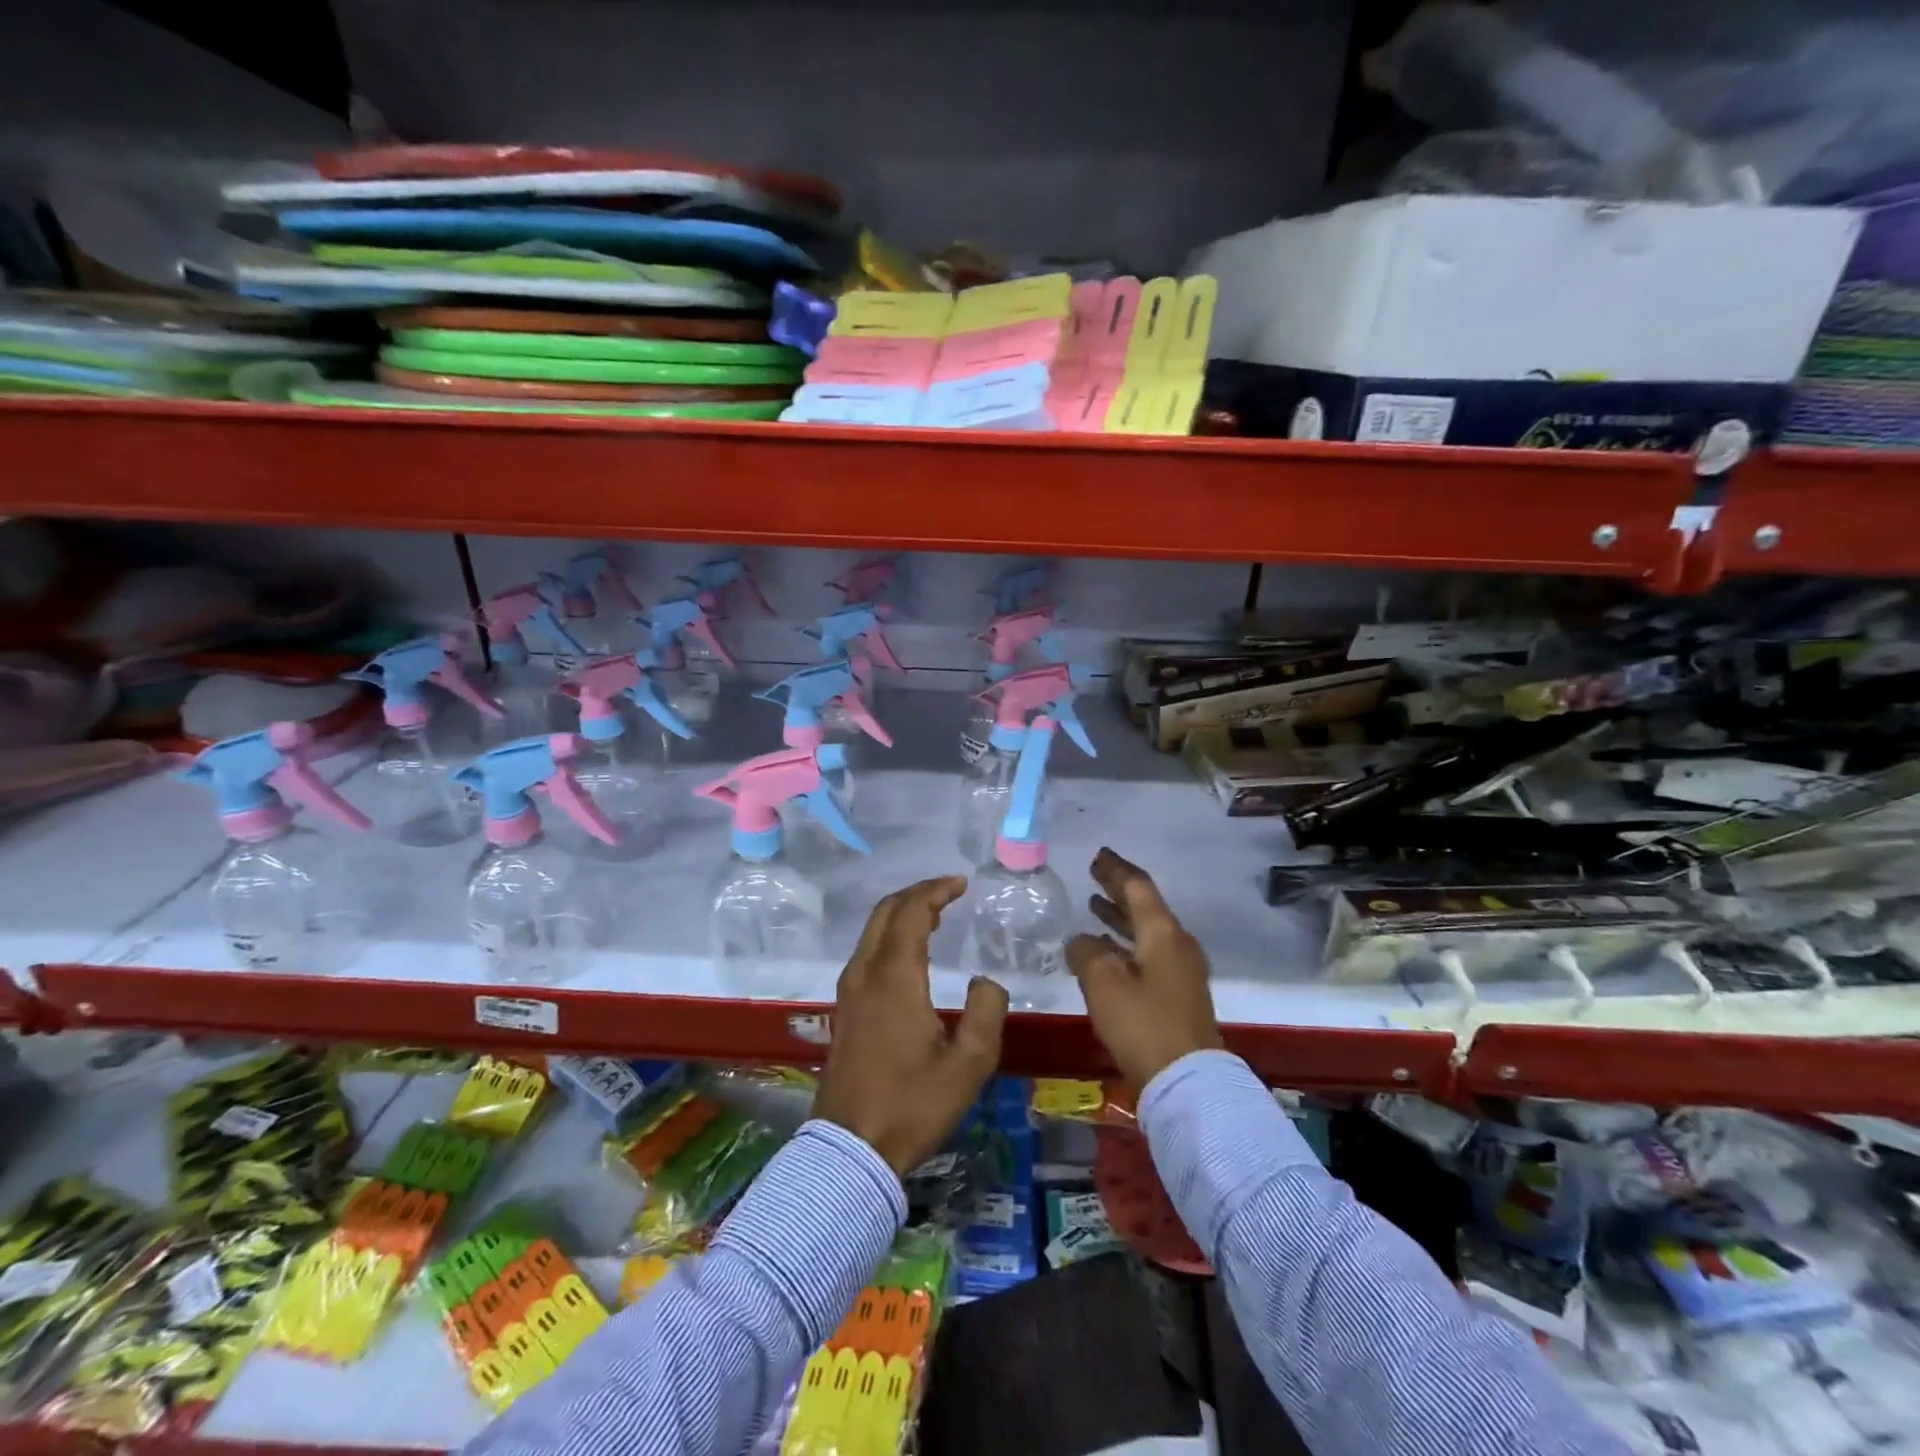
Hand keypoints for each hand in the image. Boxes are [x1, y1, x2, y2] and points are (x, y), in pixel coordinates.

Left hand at [813, 876, 1008, 1177]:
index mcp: (895, 976)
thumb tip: (986, 982)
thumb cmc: (913, 1104)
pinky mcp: (844, 1009)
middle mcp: (866, 972)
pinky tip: (909, 954)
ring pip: (872, 931)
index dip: (936, 890)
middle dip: (917, 894)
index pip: (912, 912)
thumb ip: (986, 1012)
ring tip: (934, 916)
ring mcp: (849, 990)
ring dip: (901, 914)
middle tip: (948, 891)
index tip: (960, 883)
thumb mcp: (969, 1064)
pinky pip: (866, 952)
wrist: (851, 1148)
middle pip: (886, 912)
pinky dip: (889, 936)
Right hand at [1067, 848, 1222, 1088]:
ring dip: (1120, 918)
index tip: (1098, 855)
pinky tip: (1105, 952)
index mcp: (1163, 933)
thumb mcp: (1103, 982)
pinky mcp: (1178, 997)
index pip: (1138, 887)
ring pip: (1146, 933)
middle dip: (1118, 890)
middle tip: (1095, 875)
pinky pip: (1148, 955)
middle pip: (1145, 907)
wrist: (1188, 1081)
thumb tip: (1081, 941)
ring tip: (1093, 907)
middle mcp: (1177, 945)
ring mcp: (1181, 972)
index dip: (1116, 869)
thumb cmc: (1143, 1023)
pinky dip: (1125, 945)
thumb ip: (1086, 952)